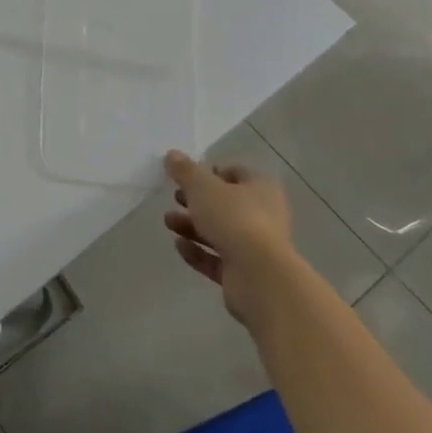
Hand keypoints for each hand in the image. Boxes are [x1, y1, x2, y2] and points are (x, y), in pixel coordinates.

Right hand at [162, 150, 295, 328]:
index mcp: (262, 189)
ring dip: (192, 226)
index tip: (187, 176)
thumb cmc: (234, 219)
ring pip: (220, 231)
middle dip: (197, 201)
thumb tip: (172, 155)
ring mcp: (256, 247)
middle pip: (226, 204)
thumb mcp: (202, 187)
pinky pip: (217, 258)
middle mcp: (264, 216)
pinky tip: (179, 245)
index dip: (211, 172)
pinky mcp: (245, 273)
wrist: (260, 277)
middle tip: (175, 197)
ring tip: (168, 222)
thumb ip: (185, 171)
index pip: (237, 173)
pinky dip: (198, 251)